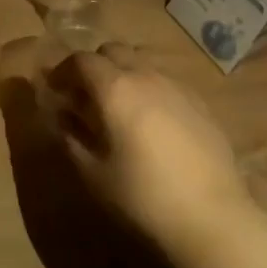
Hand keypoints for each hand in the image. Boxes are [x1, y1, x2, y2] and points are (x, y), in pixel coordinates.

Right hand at [46, 43, 254, 247]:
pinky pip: (166, 82)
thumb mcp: (92, 171)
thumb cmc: (141, 196)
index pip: (81, 60)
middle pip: (114, 51)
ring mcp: (178, 87)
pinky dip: (150, 89)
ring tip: (120, 107)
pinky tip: (151, 123)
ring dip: (124, 74)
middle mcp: (146, 76)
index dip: (63, 71)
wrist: (211, 217)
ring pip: (143, 63)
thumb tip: (60, 115)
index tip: (55, 91)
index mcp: (115, 89)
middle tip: (85, 97)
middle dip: (95, 67)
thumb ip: (70, 136)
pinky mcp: (201, 103)